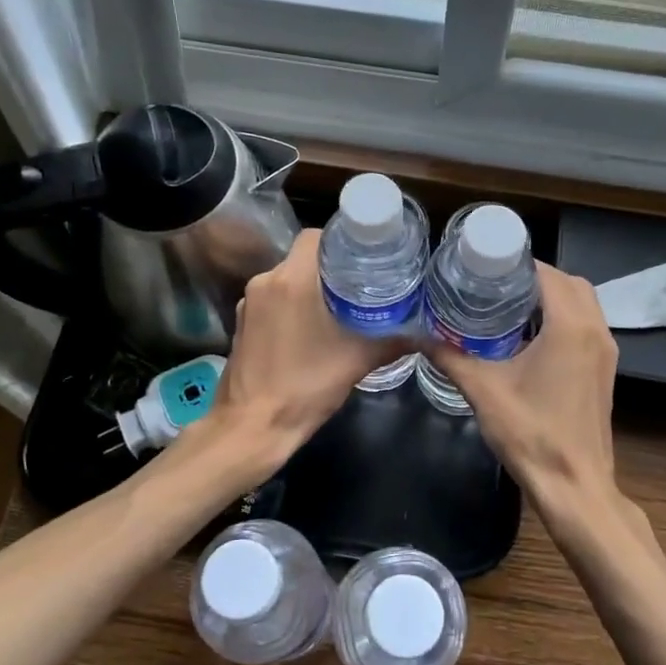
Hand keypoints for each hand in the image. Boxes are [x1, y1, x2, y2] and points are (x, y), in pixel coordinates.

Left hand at [206, 229, 405, 468]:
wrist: (251, 428)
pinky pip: (273, 301)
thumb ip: (391, 341)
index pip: (316, 236)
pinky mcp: (243, 325)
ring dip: (312, 288)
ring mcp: (249, 304)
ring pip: (287, 280)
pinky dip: (294, 306)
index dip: (342, 240)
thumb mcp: (356, 362)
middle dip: (332, 267)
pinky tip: (314, 327)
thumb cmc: (304, 388)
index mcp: (291, 280)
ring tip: (344, 304)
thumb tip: (423, 332)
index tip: (367, 255)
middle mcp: (265, 282)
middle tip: (364, 281)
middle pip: (303, 258)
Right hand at [429, 263, 628, 538]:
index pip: (548, 274)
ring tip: (508, 304)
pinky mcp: (604, 370)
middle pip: (570, 283)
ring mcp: (605, 352)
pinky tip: (528, 336)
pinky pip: (586, 326)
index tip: (486, 264)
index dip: (518, 263)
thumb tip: (418, 335)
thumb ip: (449, 357)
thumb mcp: (483, 391)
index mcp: (570, 327)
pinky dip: (562, 318)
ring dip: (551, 297)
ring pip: (583, 304)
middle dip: (535, 277)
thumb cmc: (531, 434)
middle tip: (495, 284)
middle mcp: (596, 331)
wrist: (575, 486)